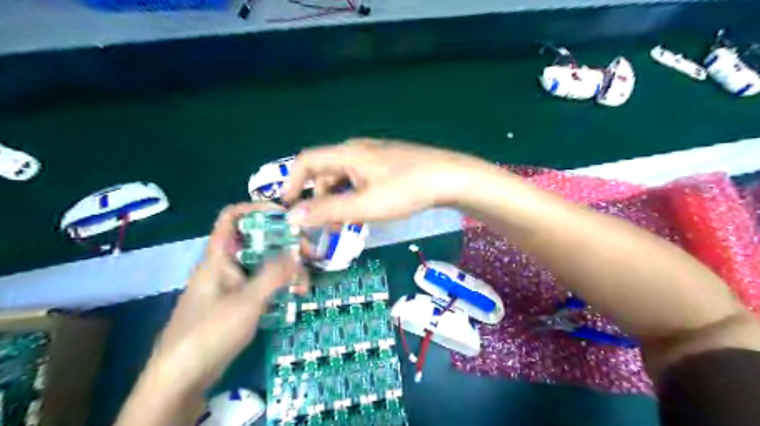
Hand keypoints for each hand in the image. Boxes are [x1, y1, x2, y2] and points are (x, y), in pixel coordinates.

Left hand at [117, 203, 304, 425]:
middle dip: (284, 244)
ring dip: (285, 269)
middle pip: (256, 241)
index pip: (232, 217)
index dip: (257, 208)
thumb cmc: (210, 331)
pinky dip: (279, 286)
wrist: (181, 377)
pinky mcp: (236, 302)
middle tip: (308, 254)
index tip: (286, 215)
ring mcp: (231, 285)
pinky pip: (261, 284)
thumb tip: (299, 252)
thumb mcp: (247, 300)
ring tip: (305, 284)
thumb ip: (275, 274)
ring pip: (262, 265)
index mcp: (219, 256)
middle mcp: (225, 265)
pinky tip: (294, 296)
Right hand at [282, 138, 482, 225]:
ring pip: (343, 175)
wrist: (450, 177)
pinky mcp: (388, 162)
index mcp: (346, 153)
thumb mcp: (364, 205)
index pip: (306, 161)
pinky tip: (364, 209)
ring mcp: (374, 154)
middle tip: (323, 224)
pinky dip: (353, 193)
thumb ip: (327, 211)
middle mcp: (357, 149)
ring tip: (344, 222)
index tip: (289, 208)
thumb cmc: (406, 190)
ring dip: (337, 198)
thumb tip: (292, 216)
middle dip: (318, 197)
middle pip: (324, 170)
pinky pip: (360, 176)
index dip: (291, 183)